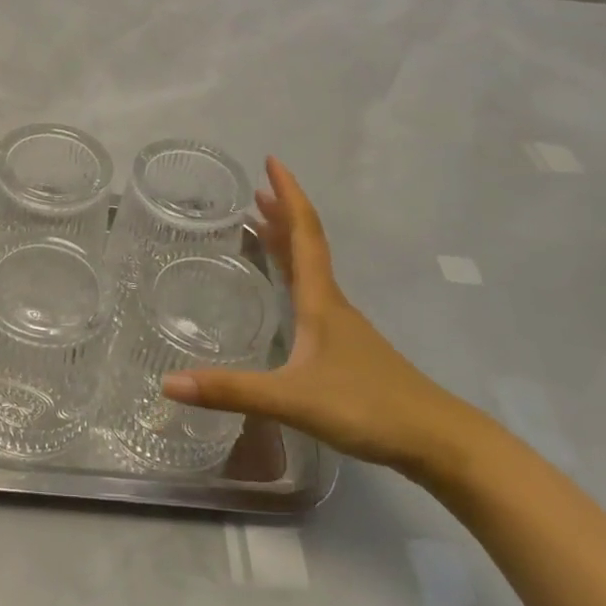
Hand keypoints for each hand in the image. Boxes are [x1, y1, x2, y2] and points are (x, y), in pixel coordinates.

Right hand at [161, 157, 482, 474]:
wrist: (438, 442)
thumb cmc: (368, 407)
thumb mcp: (293, 399)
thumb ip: (232, 391)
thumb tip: (167, 383)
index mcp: (321, 301)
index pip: (304, 234)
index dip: (288, 196)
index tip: (272, 162)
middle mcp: (332, 304)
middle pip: (307, 246)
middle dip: (282, 215)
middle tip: (255, 192)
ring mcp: (344, 328)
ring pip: (311, 271)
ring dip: (287, 243)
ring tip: (261, 229)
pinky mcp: (348, 350)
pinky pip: (313, 295)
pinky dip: (294, 277)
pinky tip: (286, 298)